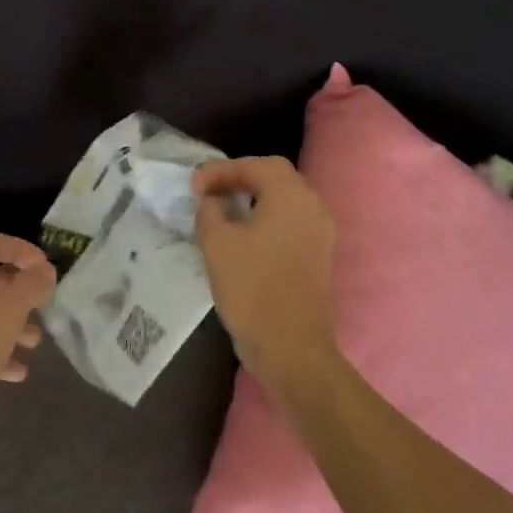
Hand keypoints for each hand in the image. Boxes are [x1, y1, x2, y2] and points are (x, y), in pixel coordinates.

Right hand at [191, 156, 338, 394]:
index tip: (194, 186)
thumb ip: (210, 211)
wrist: (291, 347)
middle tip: (209, 190)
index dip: (221, 170)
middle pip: (275, 177)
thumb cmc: (252, 288)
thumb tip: (212, 201)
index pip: (256, 165)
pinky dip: (265, 217)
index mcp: (291, 196)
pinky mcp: (317, 256)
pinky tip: (242, 233)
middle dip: (239, 177)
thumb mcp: (217, 243)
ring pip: (284, 200)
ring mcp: (319, 233)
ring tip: (222, 208)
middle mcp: (312, 207)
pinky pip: (290, 222)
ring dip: (253, 197)